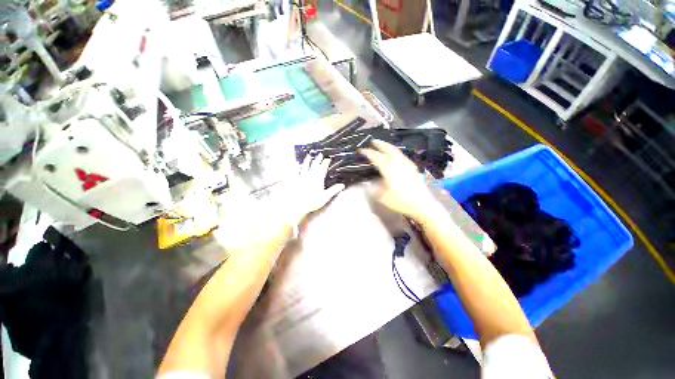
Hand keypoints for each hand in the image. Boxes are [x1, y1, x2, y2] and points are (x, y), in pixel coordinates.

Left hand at [280, 154, 344, 225]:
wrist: (297, 204)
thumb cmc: (312, 201)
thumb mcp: (325, 197)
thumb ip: (334, 190)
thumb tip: (342, 185)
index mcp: (318, 178)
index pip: (323, 167)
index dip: (326, 162)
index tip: (328, 159)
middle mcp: (310, 175)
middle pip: (314, 164)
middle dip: (318, 159)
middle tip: (320, 154)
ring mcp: (302, 176)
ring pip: (305, 166)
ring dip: (307, 160)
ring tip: (308, 156)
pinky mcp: (295, 180)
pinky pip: (296, 171)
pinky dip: (297, 167)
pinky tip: (296, 165)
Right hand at [360, 140, 438, 221]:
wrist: (422, 205)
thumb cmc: (402, 202)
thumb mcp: (383, 198)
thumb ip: (374, 189)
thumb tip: (368, 184)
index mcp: (390, 171)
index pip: (377, 158)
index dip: (368, 153)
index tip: (361, 150)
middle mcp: (398, 164)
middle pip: (388, 150)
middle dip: (380, 144)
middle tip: (373, 141)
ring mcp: (407, 165)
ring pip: (396, 152)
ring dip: (388, 146)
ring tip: (383, 145)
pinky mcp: (413, 168)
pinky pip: (402, 156)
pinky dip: (396, 152)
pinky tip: (395, 155)